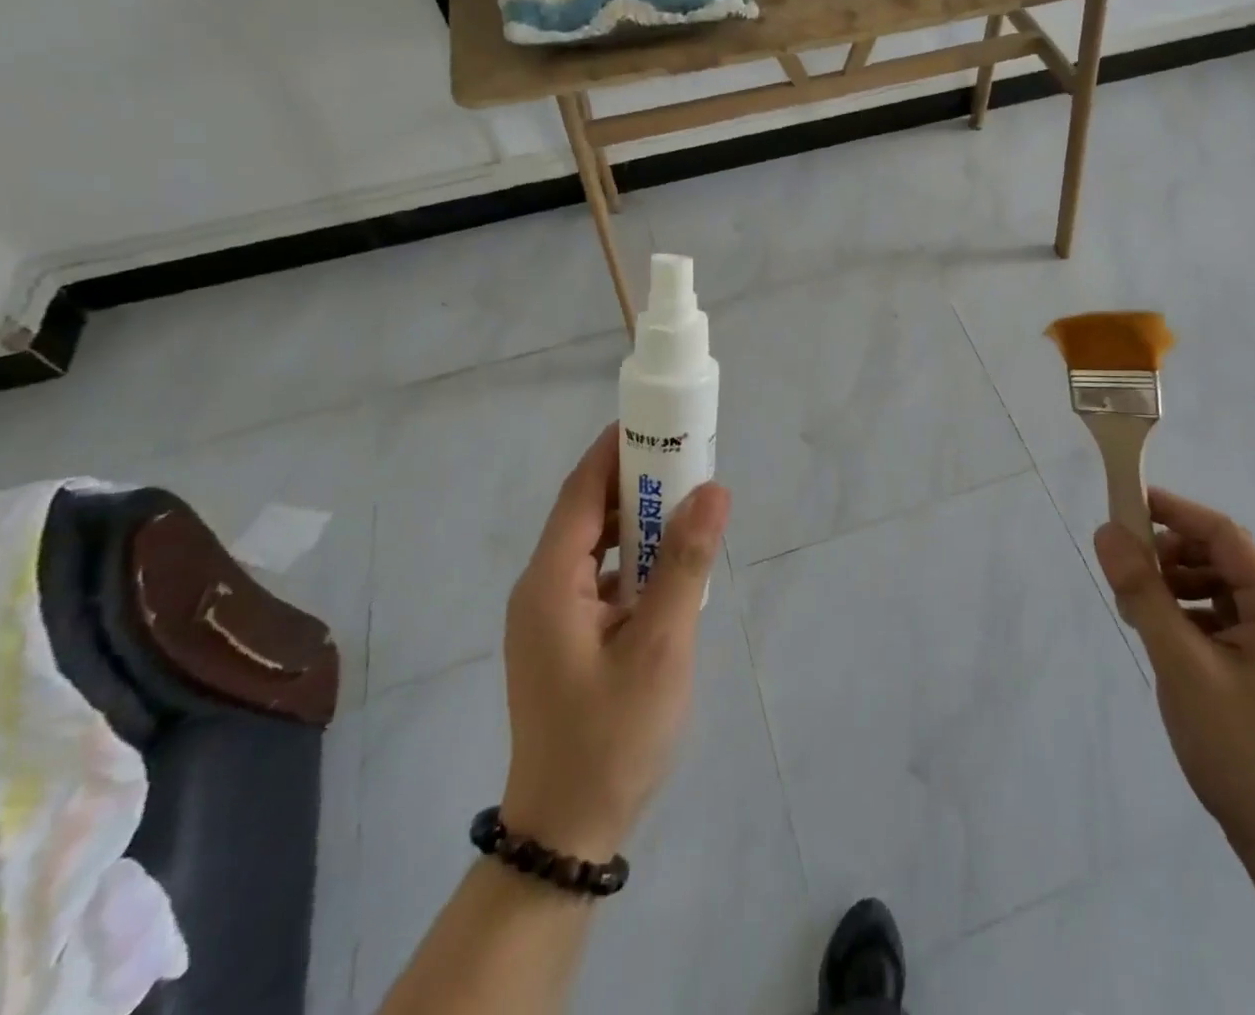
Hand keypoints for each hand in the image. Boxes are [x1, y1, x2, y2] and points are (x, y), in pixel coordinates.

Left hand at [499, 424, 729, 861]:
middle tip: (688, 461)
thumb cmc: (612, 735)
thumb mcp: (661, 645)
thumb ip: (685, 563)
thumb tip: (714, 489)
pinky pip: (600, 577)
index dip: (615, 450)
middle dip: (635, 482)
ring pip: (594, 546)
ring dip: (637, 522)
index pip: (580, 492)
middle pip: (586, 513)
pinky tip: (671, 567)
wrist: (568, 831)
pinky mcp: (565, 638)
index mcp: (550, 582)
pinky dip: (634, 559)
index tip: (658, 422)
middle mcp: (540, 589)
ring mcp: (549, 616)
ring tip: (688, 505)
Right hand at [1092, 488, 1254, 870]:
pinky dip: (1187, 620)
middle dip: (1169, 558)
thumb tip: (1108, 532)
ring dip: (1174, 590)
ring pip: (1217, 593)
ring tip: (1136, 612)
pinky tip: (1161, 639)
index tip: (1125, 503)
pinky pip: (1221, 624)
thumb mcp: (1182, 665)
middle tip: (1124, 573)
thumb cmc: (1241, 750)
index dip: (1173, 512)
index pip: (1223, 535)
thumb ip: (1143, 594)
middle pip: (1220, 561)